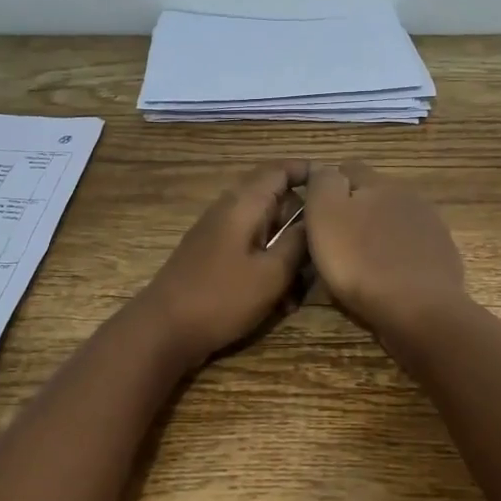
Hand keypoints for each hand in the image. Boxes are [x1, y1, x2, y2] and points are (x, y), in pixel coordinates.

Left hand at [133, 160, 309, 365]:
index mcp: (243, 204)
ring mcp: (218, 235)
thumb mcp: (272, 273)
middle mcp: (229, 211)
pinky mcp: (212, 259)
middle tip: (325, 252)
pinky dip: (268, 269)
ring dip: (287, 255)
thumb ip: (298, 242)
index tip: (337, 189)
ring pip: (265, 233)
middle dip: (302, 226)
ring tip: (301, 290)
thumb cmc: (221, 298)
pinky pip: (250, 253)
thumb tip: (316, 218)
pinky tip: (280, 303)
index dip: (308, 173)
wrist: (163, 330)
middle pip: (276, 202)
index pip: (280, 170)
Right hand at [304, 161, 466, 338]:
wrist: (420, 310)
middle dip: (354, 211)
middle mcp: (407, 196)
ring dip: (376, 234)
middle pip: (372, 195)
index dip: (327, 188)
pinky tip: (387, 278)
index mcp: (377, 182)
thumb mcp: (325, 215)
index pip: (346, 169)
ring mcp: (429, 226)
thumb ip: (322, 183)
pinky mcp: (441, 255)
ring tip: (360, 264)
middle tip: (334, 243)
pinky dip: (396, 257)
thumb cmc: (361, 262)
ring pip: (392, 221)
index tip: (314, 216)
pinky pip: (410, 248)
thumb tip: (324, 170)